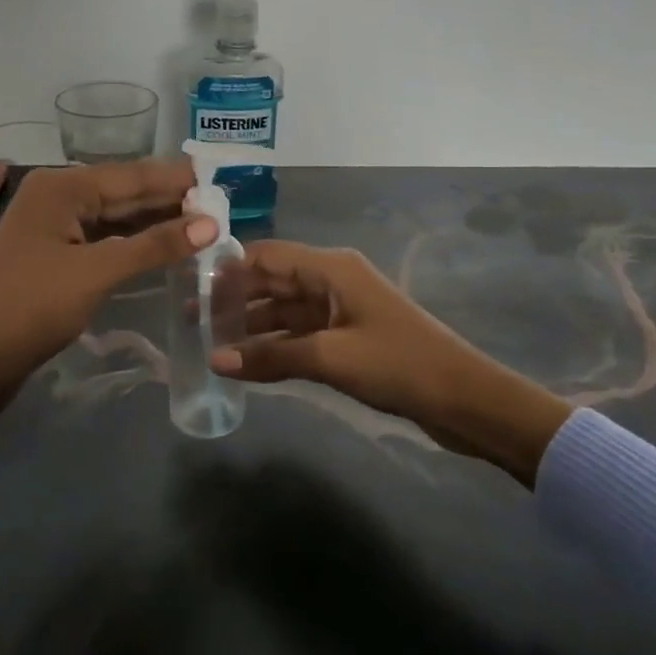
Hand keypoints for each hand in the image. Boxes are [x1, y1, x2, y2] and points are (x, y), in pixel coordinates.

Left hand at [0, 160, 217, 417]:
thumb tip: (211, 223)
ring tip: (205, 223)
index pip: (132, 175)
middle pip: (124, 193)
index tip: (222, 180)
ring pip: (115, 217)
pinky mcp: (55, 255)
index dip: (177, 180)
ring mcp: (54, 226)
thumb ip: (155, 245)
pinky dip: (134, 243)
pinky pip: (104, 239)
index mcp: (62, 187)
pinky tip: (165, 246)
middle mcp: (57, 196)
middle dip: (170, 200)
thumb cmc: (33, 306)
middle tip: (222, 203)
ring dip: (155, 222)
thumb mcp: (97, 272)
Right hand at [210, 241, 573, 486]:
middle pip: (272, 281)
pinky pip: (300, 334)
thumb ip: (272, 356)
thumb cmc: (398, 364)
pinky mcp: (347, 338)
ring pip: (284, 310)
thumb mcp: (330, 358)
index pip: (267, 255)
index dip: (229, 268)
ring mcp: (340, 310)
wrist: (465, 399)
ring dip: (251, 326)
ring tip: (210, 343)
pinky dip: (275, 345)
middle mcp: (332, 281)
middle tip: (191, 320)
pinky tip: (246, 361)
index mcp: (331, 269)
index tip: (191, 285)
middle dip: (234, 299)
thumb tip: (215, 360)